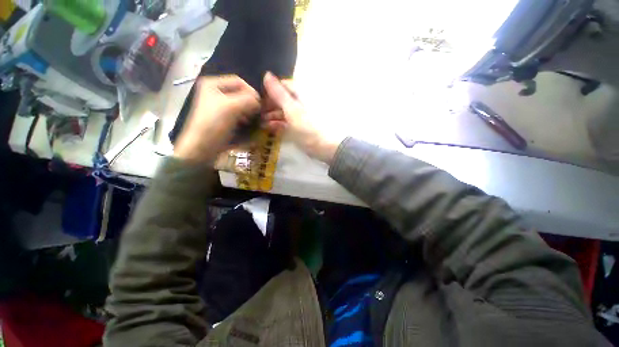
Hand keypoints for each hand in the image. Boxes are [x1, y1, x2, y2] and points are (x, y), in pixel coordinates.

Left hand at [174, 75, 259, 161]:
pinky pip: (238, 114)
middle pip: (240, 93)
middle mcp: (215, 92)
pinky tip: (246, 125)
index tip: (260, 105)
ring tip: (252, 120)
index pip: (239, 81)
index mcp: (213, 84)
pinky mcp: (222, 118)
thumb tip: (259, 101)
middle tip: (256, 113)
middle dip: (250, 103)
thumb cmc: (214, 124)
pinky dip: (244, 118)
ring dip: (248, 111)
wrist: (201, 147)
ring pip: (240, 104)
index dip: (251, 91)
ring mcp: (219, 106)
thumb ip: (249, 100)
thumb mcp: (232, 108)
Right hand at [262, 72, 340, 163]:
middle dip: (270, 105)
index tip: (260, 99)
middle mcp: (301, 102)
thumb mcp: (292, 110)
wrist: (325, 147)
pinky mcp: (301, 127)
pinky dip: (279, 124)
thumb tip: (267, 74)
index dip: (270, 91)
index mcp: (302, 94)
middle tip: (258, 113)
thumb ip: (279, 94)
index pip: (283, 86)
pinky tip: (270, 127)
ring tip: (261, 122)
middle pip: (283, 99)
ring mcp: (301, 115)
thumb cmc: (308, 128)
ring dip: (273, 115)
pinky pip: (288, 122)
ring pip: (284, 111)